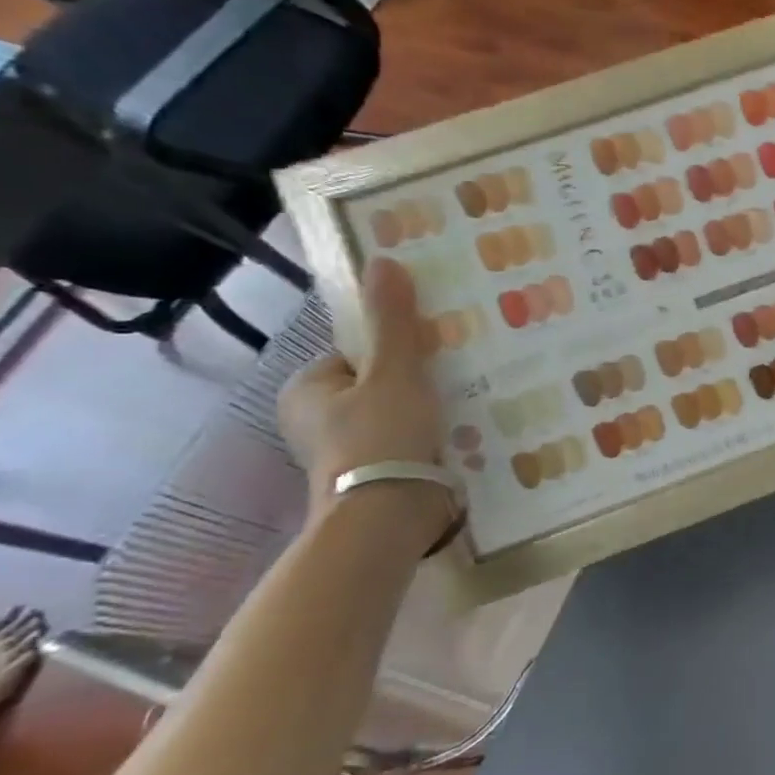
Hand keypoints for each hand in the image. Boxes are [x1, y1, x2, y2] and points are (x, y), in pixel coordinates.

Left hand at [278, 259, 442, 510]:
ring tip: (468, 398)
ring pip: (395, 412)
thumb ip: (392, 320)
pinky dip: (430, 433)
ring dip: (428, 407)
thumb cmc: (381, 435)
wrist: (389, 514)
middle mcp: (315, 419)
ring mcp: (344, 450)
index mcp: (306, 388)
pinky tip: (462, 430)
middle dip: (416, 378)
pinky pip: (406, 439)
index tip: (435, 348)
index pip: (358, 351)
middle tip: (458, 371)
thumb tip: (382, 261)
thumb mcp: (394, 371)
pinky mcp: (373, 474)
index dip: (397, 347)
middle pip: (379, 381)